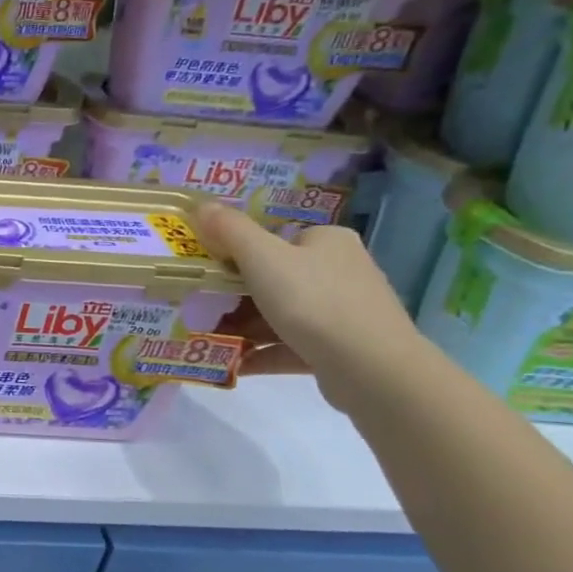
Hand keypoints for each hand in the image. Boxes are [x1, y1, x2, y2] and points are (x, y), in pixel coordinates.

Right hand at [192, 202, 426, 408]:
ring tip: (210, 339)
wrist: (370, 367)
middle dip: (236, 298)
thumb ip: (230, 230)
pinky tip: (233, 364)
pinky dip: (261, 353)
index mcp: (327, 241)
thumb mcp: (262, 258)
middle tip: (201, 309)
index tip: (208, 274)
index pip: (277, 240)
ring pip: (282, 315)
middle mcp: (341, 270)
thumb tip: (202, 204)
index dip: (238, 255)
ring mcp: (344, 312)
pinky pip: (291, 346)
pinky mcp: (341, 349)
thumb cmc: (313, 301)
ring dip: (244, 328)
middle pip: (276, 280)